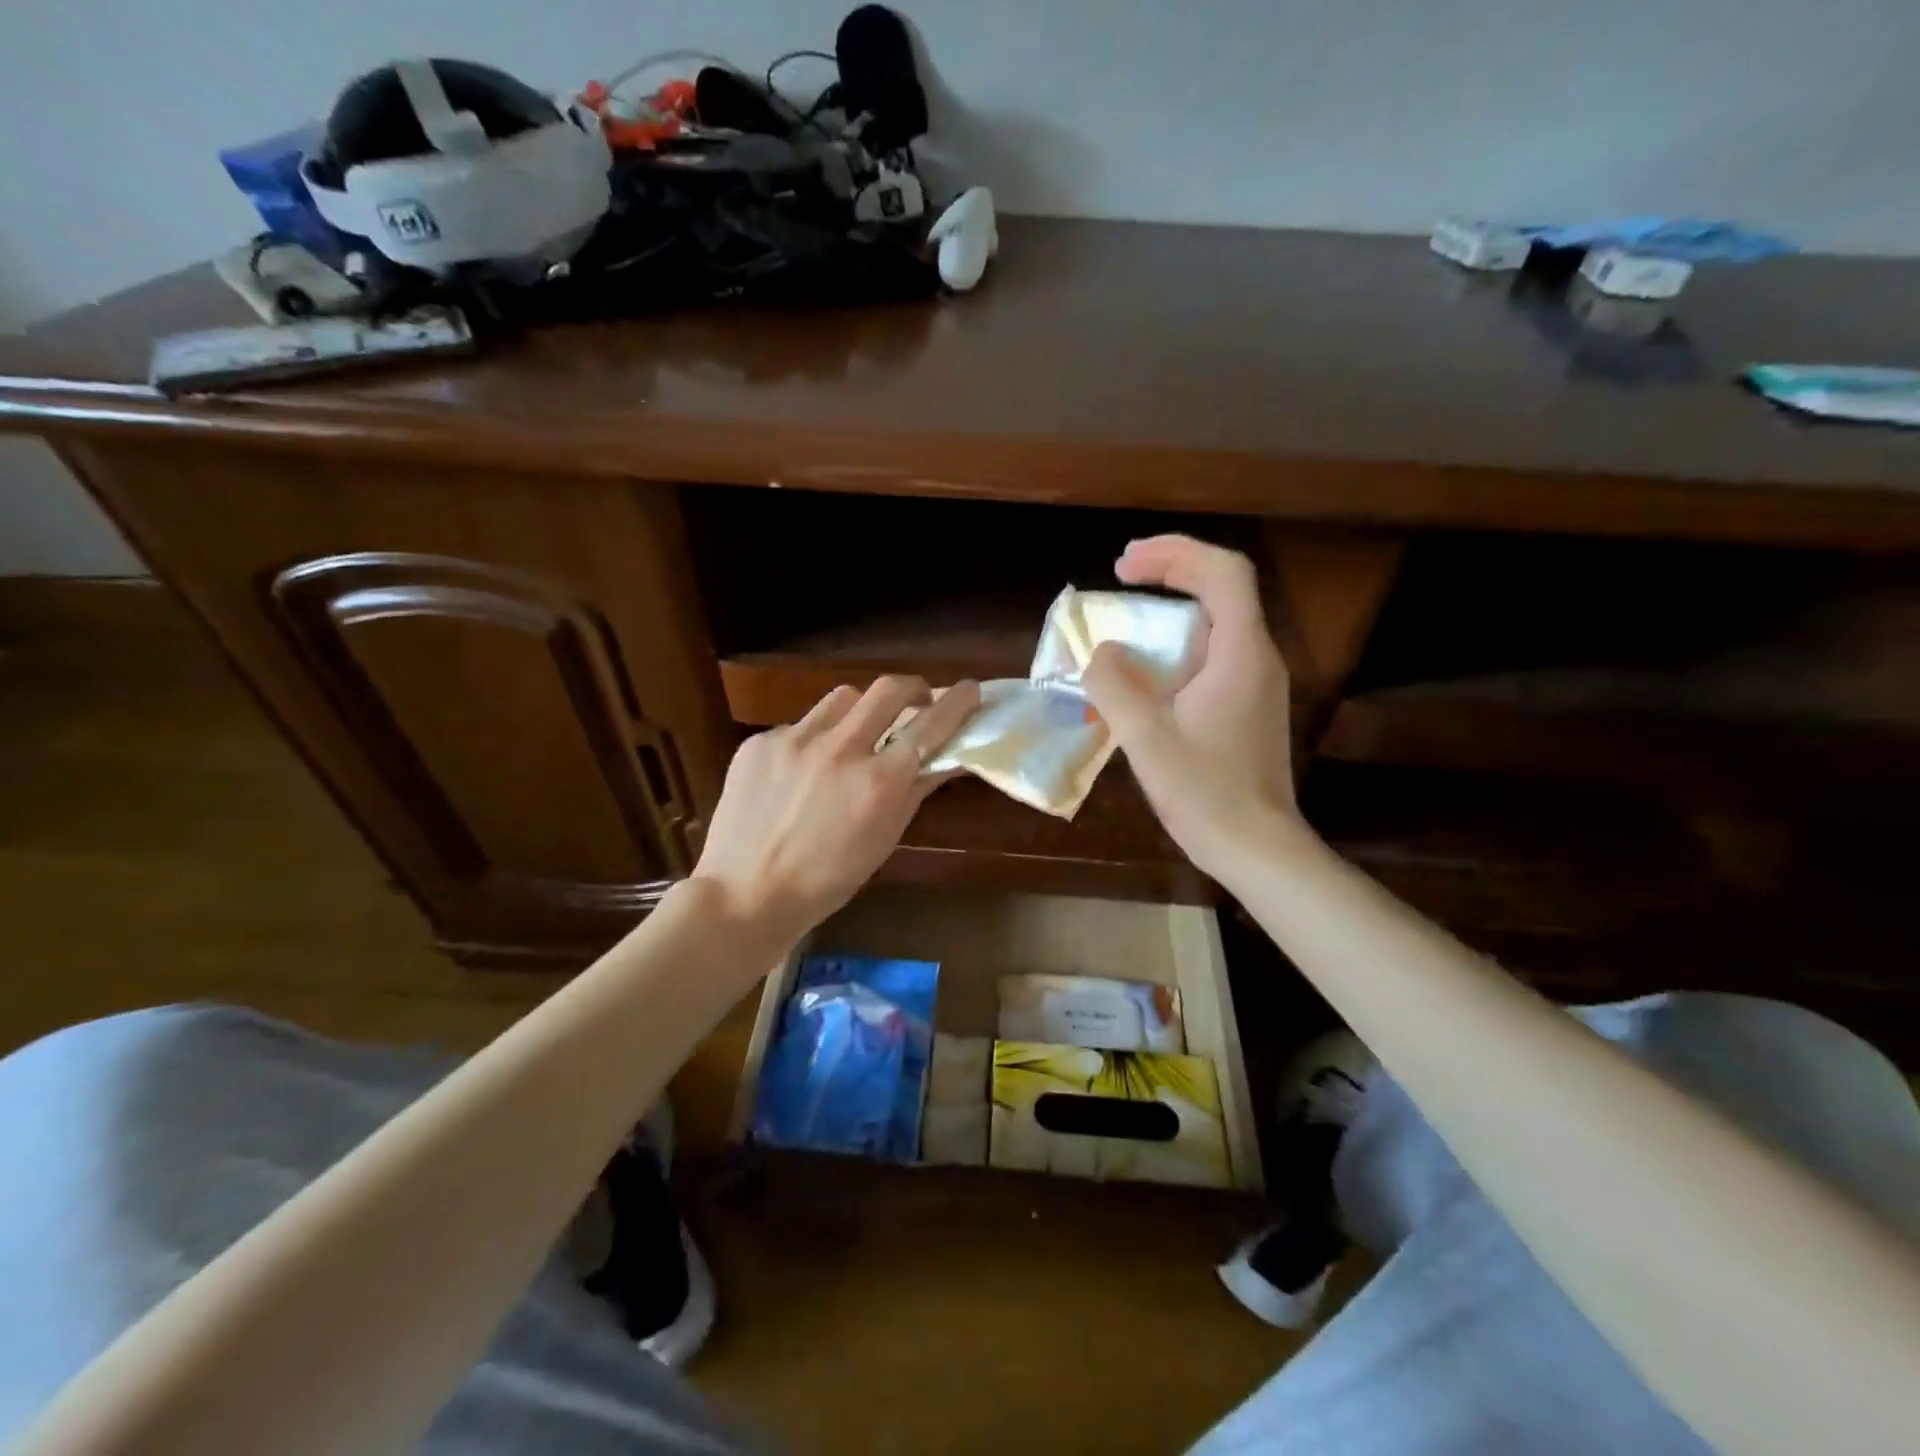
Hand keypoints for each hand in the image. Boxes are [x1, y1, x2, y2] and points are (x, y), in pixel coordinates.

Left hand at [691, 675, 982, 948]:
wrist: (745, 895)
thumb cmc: (827, 880)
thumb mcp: (883, 839)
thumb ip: (915, 790)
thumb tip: (946, 758)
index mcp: (878, 782)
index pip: (930, 725)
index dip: (956, 701)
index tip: (970, 688)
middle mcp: (840, 749)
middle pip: (888, 689)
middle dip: (912, 687)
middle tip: (916, 700)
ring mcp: (795, 740)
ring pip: (842, 699)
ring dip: (859, 711)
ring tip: (853, 737)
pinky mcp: (760, 742)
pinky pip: (799, 726)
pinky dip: (812, 741)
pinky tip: (800, 773)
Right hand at [1083, 536, 1298, 877]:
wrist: (1256, 846)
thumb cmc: (1204, 793)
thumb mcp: (1146, 738)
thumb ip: (1114, 685)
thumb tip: (1100, 653)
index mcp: (1240, 653)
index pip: (1223, 572)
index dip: (1174, 553)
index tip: (1125, 565)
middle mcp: (1258, 657)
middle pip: (1223, 587)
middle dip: (1172, 570)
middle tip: (1122, 573)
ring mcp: (1258, 682)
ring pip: (1220, 620)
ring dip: (1174, 605)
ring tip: (1129, 613)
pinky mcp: (1250, 705)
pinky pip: (1216, 652)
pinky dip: (1180, 641)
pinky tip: (1149, 666)